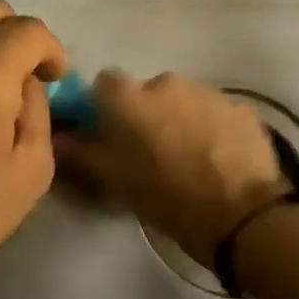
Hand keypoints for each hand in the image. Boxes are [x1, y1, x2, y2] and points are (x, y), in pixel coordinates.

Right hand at [54, 71, 283, 265]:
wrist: (241, 216)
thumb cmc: (166, 197)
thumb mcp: (114, 180)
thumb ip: (80, 152)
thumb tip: (56, 137)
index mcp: (130, 97)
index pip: (105, 84)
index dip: (106, 107)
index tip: (111, 133)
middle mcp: (166, 82)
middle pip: (148, 91)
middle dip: (148, 114)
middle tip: (154, 151)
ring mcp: (208, 92)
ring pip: (184, 100)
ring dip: (182, 119)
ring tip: (191, 157)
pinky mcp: (242, 108)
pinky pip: (217, 112)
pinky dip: (214, 128)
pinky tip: (221, 159)